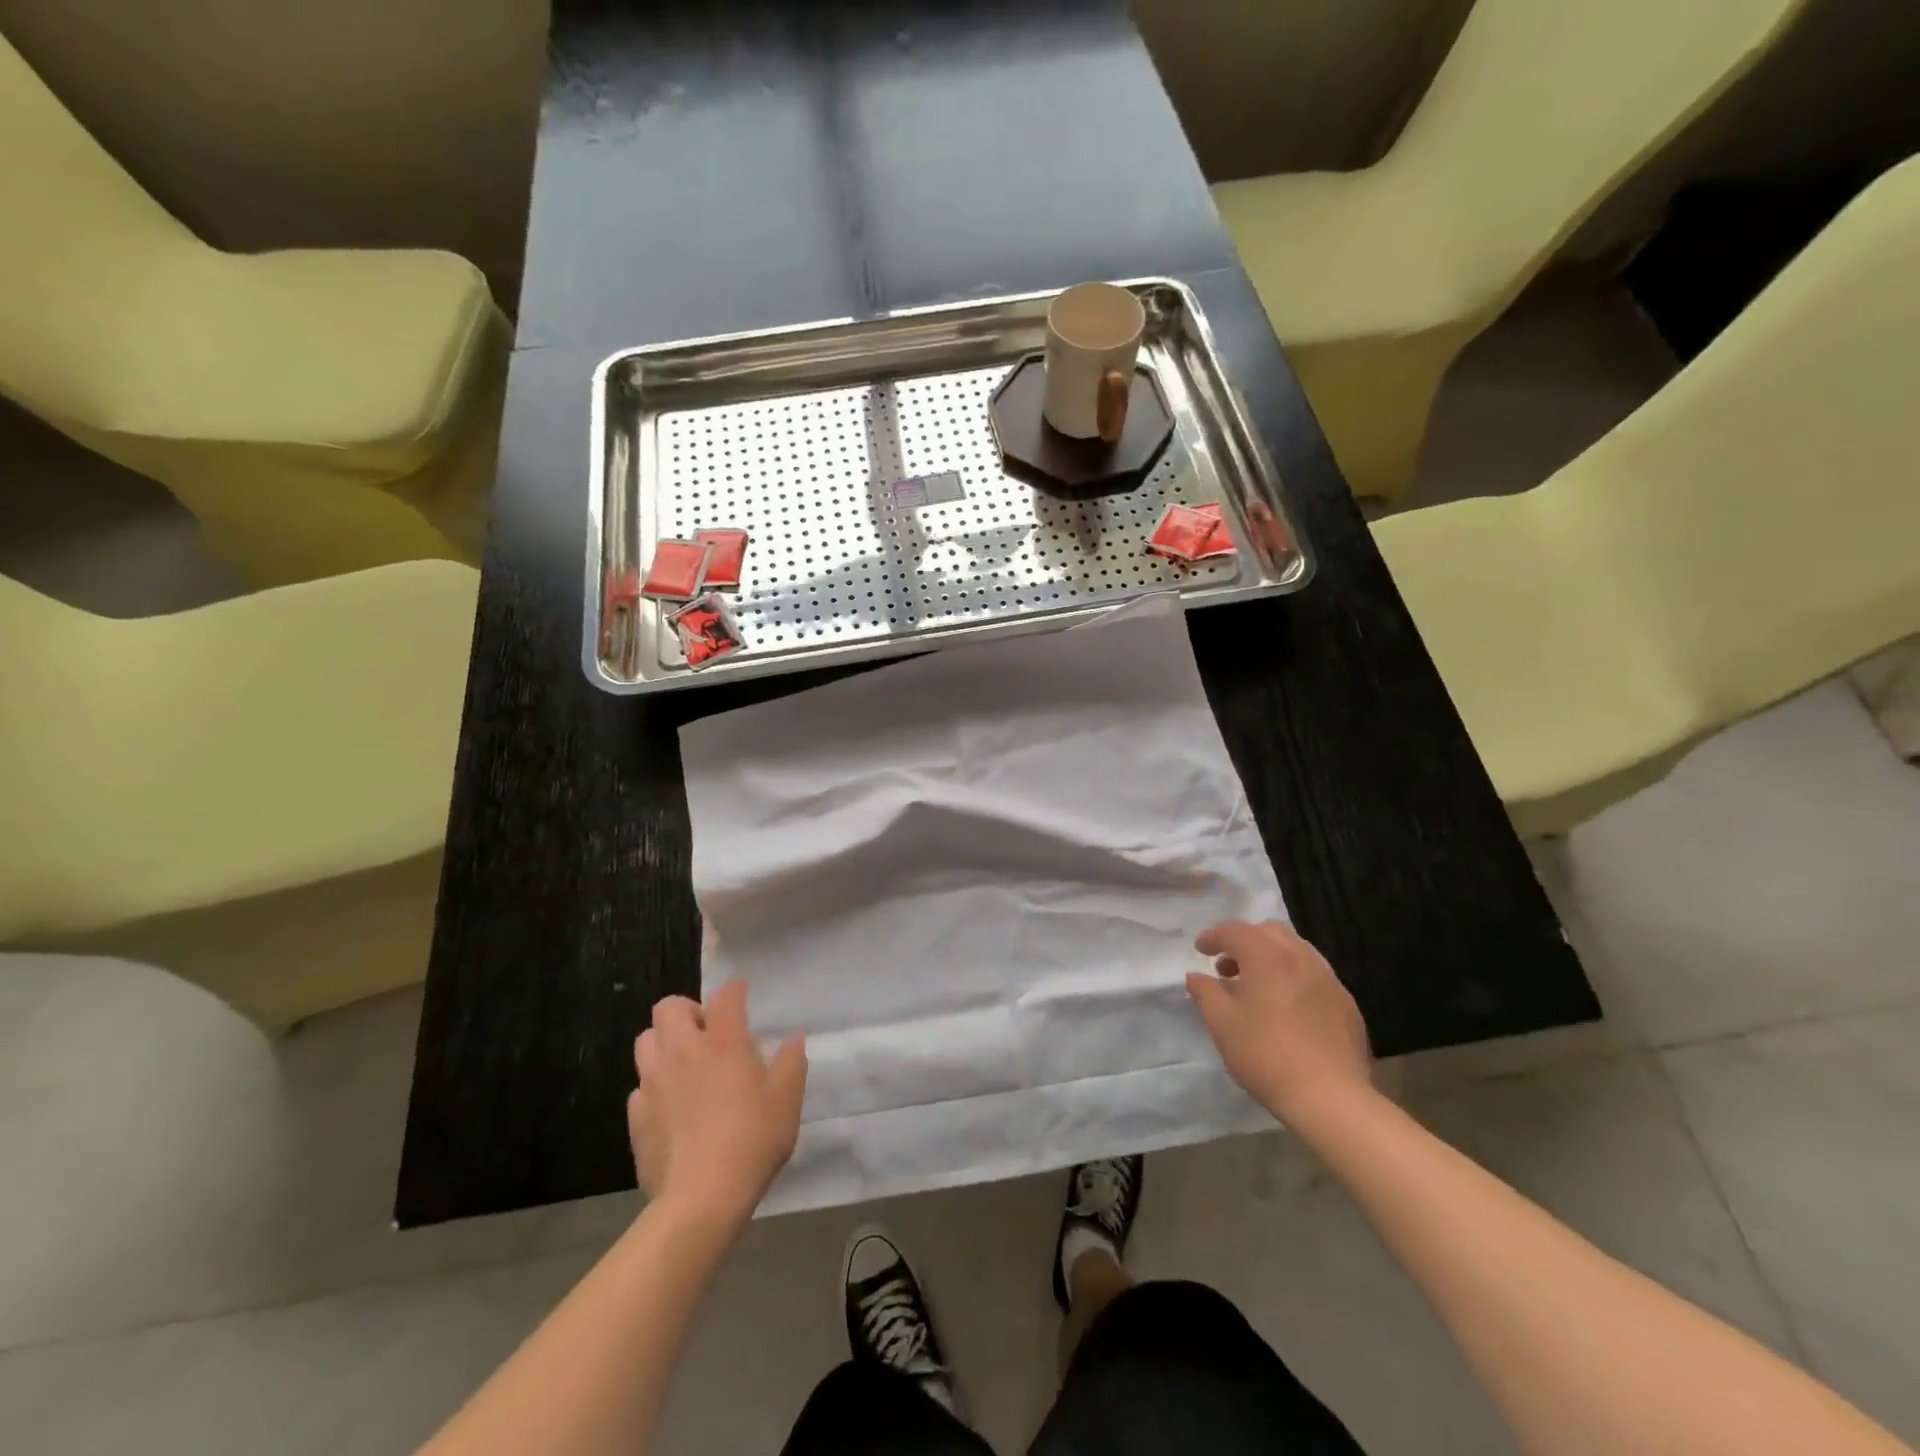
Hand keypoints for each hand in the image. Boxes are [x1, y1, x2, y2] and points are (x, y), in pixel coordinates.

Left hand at [626, 981, 806, 1226]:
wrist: (701, 1198)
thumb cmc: (752, 1141)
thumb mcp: (787, 1100)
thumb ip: (791, 1062)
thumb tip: (794, 1038)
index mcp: (724, 1042)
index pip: (726, 996)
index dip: (735, 990)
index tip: (741, 994)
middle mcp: (683, 1051)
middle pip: (669, 1007)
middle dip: (687, 1011)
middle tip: (707, 1033)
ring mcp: (654, 1082)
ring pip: (646, 1041)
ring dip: (664, 1043)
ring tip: (684, 1064)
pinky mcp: (636, 1115)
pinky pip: (640, 1085)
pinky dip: (655, 1086)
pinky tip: (671, 1106)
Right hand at [1186, 920, 1373, 1130]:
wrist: (1330, 1098)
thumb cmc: (1266, 1055)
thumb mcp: (1222, 1024)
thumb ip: (1205, 992)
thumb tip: (1197, 976)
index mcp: (1267, 956)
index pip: (1235, 931)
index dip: (1213, 937)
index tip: (1200, 949)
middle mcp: (1300, 957)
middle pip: (1269, 932)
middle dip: (1245, 941)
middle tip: (1228, 966)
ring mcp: (1328, 979)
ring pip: (1295, 950)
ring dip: (1270, 957)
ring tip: (1256, 986)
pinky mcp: (1345, 1002)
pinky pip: (1313, 974)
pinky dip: (1293, 976)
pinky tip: (1286, 1008)